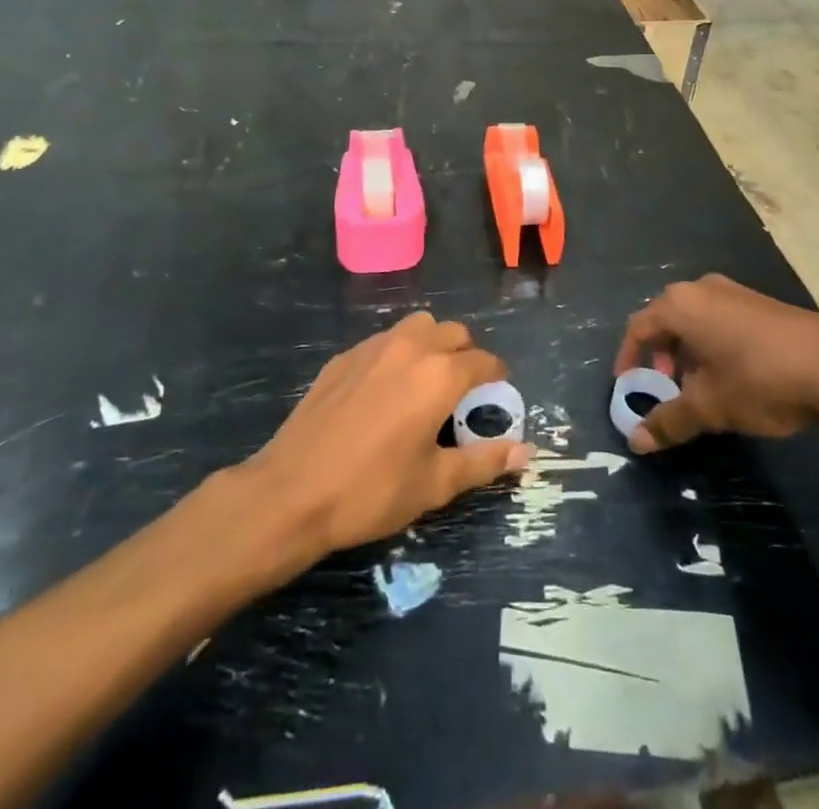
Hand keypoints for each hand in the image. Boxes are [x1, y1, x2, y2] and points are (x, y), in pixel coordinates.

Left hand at [246, 312, 533, 556]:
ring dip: (432, 343)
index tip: (496, 395)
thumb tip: (527, 453)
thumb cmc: (371, 490)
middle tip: (463, 391)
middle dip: (466, 354)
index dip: (497, 377)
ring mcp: (373, 346)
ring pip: (417, 326)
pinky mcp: (343, 356)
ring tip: (426, 382)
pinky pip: (384, 340)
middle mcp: (410, 347)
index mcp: (440, 375)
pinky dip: (398, 353)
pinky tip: (385, 390)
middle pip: (453, 332)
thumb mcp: (435, 484)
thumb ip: (484, 461)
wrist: (291, 491)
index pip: (484, 361)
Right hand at [614, 274, 818, 452]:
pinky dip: (713, 347)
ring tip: (701, 391)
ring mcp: (735, 292)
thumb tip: (634, 442)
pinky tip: (733, 379)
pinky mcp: (760, 303)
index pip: (638, 327)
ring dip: (689, 355)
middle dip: (661, 358)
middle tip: (666, 390)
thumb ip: (669, 421)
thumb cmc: (758, 379)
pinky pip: (721, 321)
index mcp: (680, 304)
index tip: (629, 388)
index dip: (629, 358)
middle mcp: (702, 288)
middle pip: (666, 320)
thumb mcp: (710, 407)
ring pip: (696, 322)